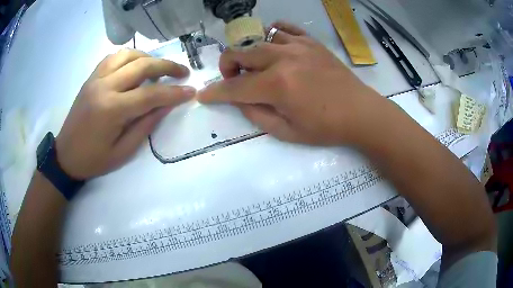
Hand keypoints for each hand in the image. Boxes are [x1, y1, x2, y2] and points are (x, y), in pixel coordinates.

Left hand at [56, 49, 194, 179]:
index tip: (191, 91)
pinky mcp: (91, 77)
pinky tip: (135, 65)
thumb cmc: (94, 160)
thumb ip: (146, 126)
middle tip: (183, 72)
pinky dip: (129, 57)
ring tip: (159, 67)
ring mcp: (96, 79)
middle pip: (142, 66)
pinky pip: (113, 57)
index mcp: (112, 110)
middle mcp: (104, 87)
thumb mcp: (123, 152)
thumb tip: (166, 106)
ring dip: (148, 58)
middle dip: (167, 66)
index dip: (174, 92)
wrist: (65, 155)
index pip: (150, 94)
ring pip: (128, 55)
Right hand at [198, 22, 383, 145]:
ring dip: (250, 54)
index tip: (204, 96)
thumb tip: (239, 99)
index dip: (215, 93)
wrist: (360, 112)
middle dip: (227, 67)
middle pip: (240, 53)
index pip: (234, 87)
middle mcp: (283, 59)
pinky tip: (274, 44)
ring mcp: (299, 46)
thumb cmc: (326, 128)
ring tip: (257, 66)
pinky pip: (285, 28)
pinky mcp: (311, 42)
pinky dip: (273, 34)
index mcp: (277, 85)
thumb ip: (256, 114)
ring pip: (259, 39)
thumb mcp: (287, 132)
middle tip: (234, 79)